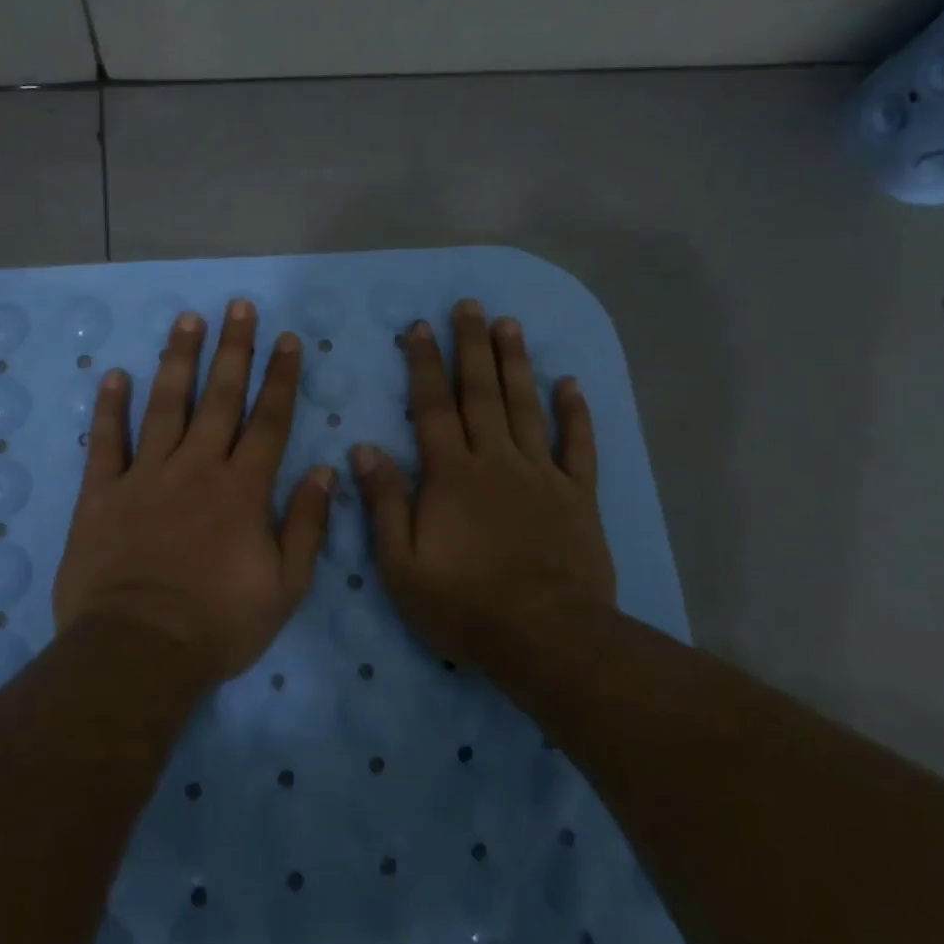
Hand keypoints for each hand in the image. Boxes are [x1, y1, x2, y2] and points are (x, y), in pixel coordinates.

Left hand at [52, 300, 333, 685]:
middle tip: (238, 307)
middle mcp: (196, 468)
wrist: (138, 652)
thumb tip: (326, 472)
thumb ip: (308, 525)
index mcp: (243, 489)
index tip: (287, 340)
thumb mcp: (286, 587)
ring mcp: (145, 477)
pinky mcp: (101, 495)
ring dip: (178, 360)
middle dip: (233, 349)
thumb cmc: (219, 624)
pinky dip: (109, 408)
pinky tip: (115, 375)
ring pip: (165, 405)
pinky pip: (106, 442)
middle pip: (220, 398)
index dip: (281, 377)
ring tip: (187, 320)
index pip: (270, 420)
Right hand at [351, 299, 614, 667]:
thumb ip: (385, 503)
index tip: (421, 328)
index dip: (425, 365)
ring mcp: (541, 474)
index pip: (433, 407)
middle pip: (482, 393)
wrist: (546, 637)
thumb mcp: (402, 565)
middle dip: (473, 346)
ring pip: (527, 407)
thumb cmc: (464, 605)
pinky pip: (578, 446)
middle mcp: (496, 461)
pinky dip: (576, 413)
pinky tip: (570, 383)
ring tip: (510, 324)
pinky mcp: (578, 495)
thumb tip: (365, 449)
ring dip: (517, 363)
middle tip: (470, 305)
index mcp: (452, 475)